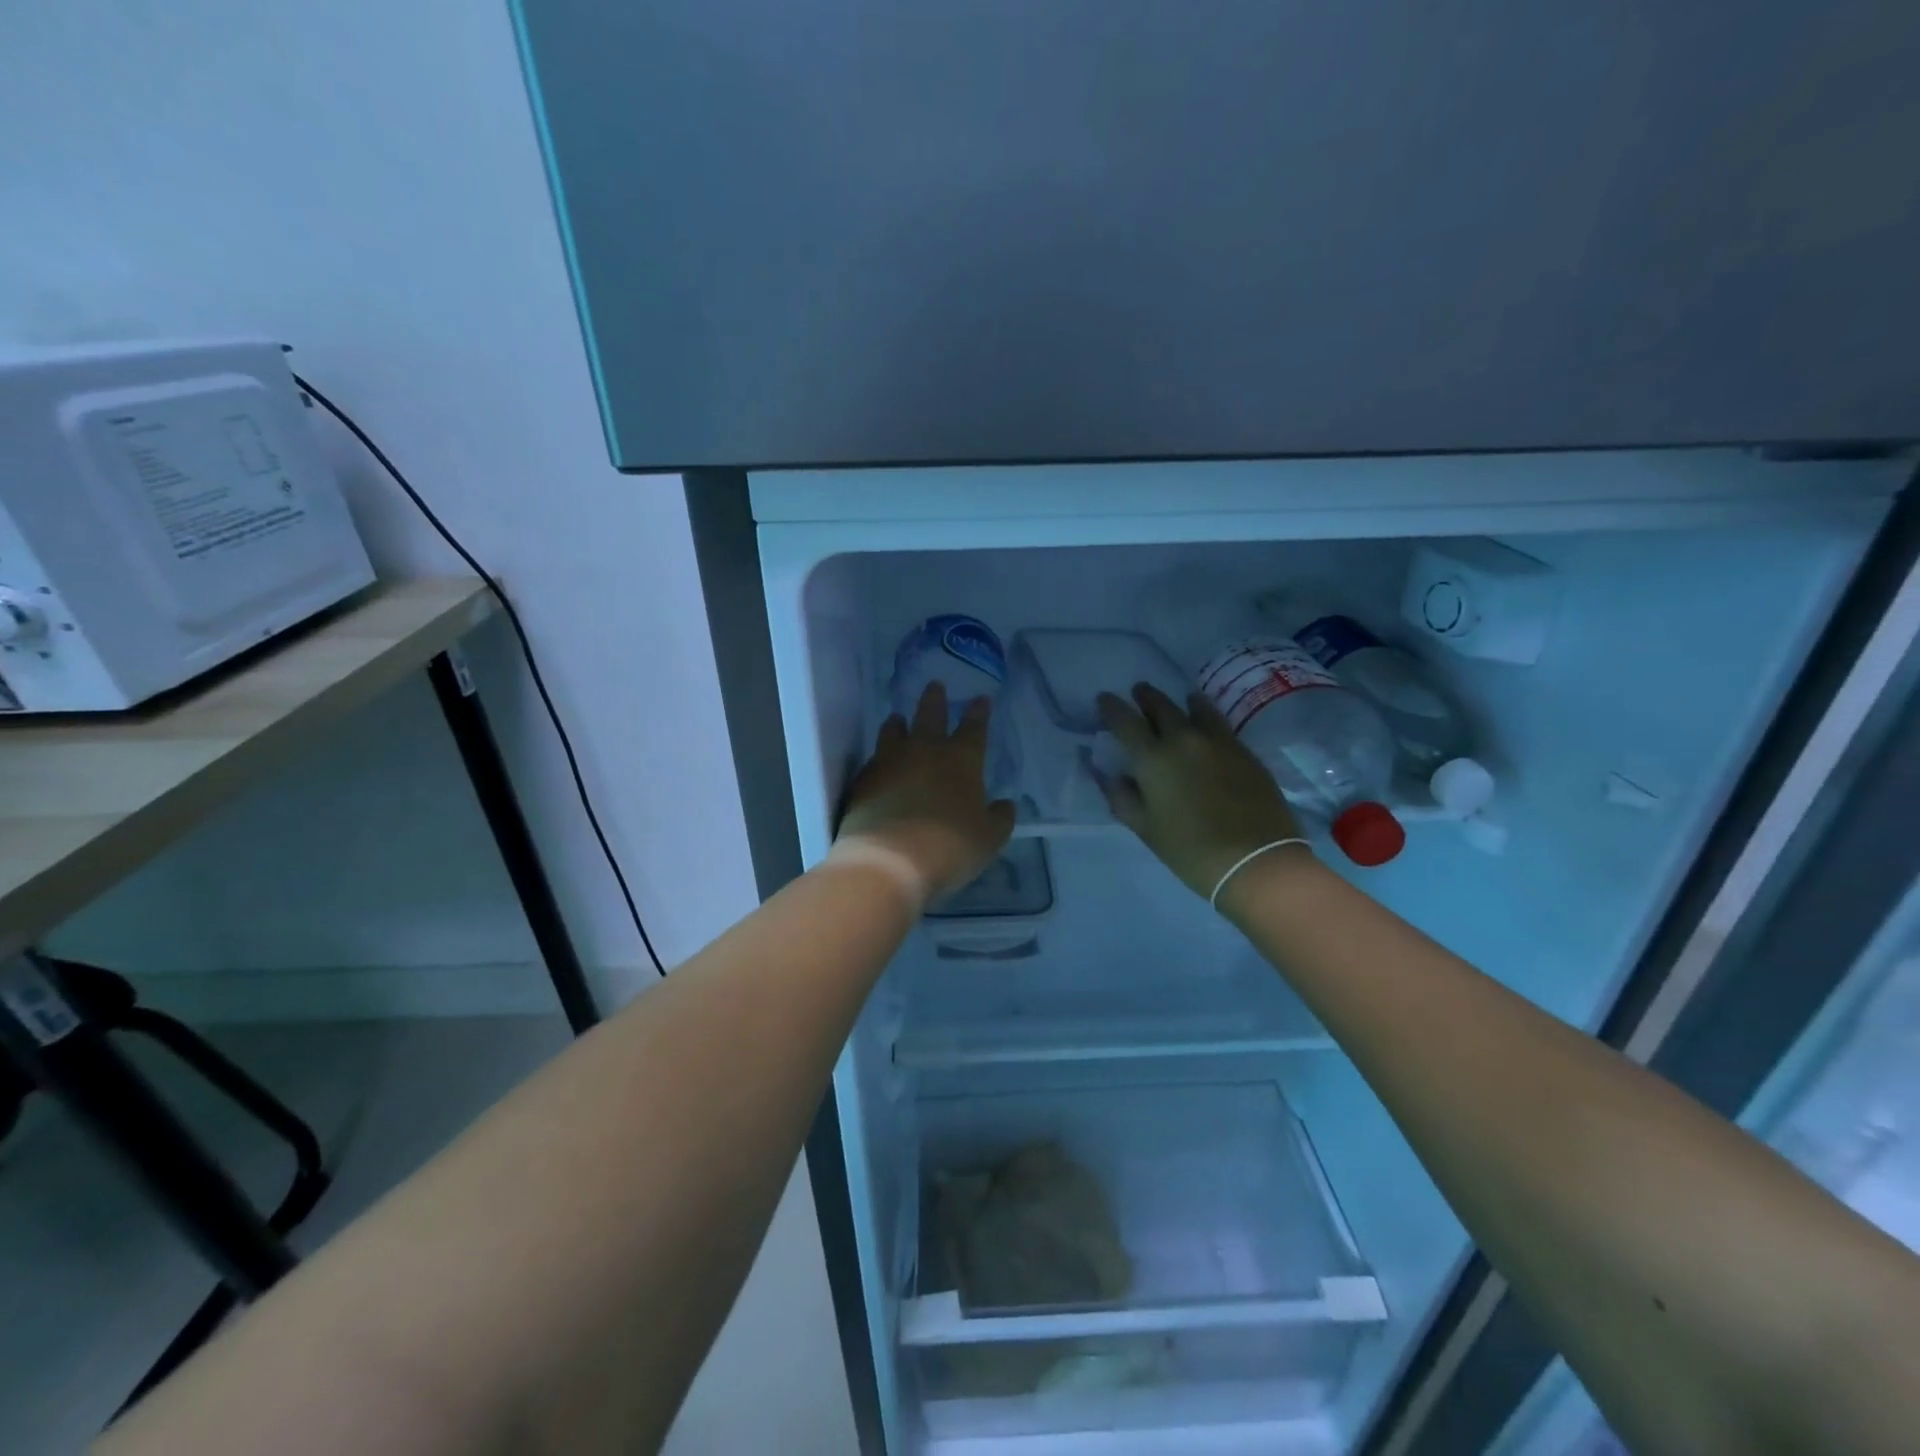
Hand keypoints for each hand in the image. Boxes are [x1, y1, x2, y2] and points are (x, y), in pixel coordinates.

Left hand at [837, 683, 1016, 900]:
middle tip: (935, 685)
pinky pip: (873, 760)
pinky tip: (878, 762)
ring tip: (897, 717)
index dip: (978, 713)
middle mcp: (924, 752)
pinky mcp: (863, 781)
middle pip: (930, 716)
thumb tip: (1005, 804)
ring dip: (898, 723)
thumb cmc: (950, 847)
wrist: (889, 861)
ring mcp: (889, 763)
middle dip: (934, 700)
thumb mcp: (989, 838)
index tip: (980, 698)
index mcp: (961, 760)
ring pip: (893, 732)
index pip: (974, 728)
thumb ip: (999, 818)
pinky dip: (879, 757)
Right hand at [1096, 683, 1306, 898]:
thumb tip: (1111, 777)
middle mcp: (1184, 740)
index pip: (1125, 722)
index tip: (1104, 698)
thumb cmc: (1190, 850)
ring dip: (1182, 701)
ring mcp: (1219, 743)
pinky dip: (1207, 716)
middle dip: (1146, 697)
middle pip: (1161, 707)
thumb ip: (1123, 798)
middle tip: (1139, 691)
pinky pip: (1220, 724)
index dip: (1111, 707)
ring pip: (1197, 708)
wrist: (1256, 861)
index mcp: (1153, 759)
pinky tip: (1207, 723)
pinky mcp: (1245, 752)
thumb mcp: (1146, 829)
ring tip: (1180, 699)